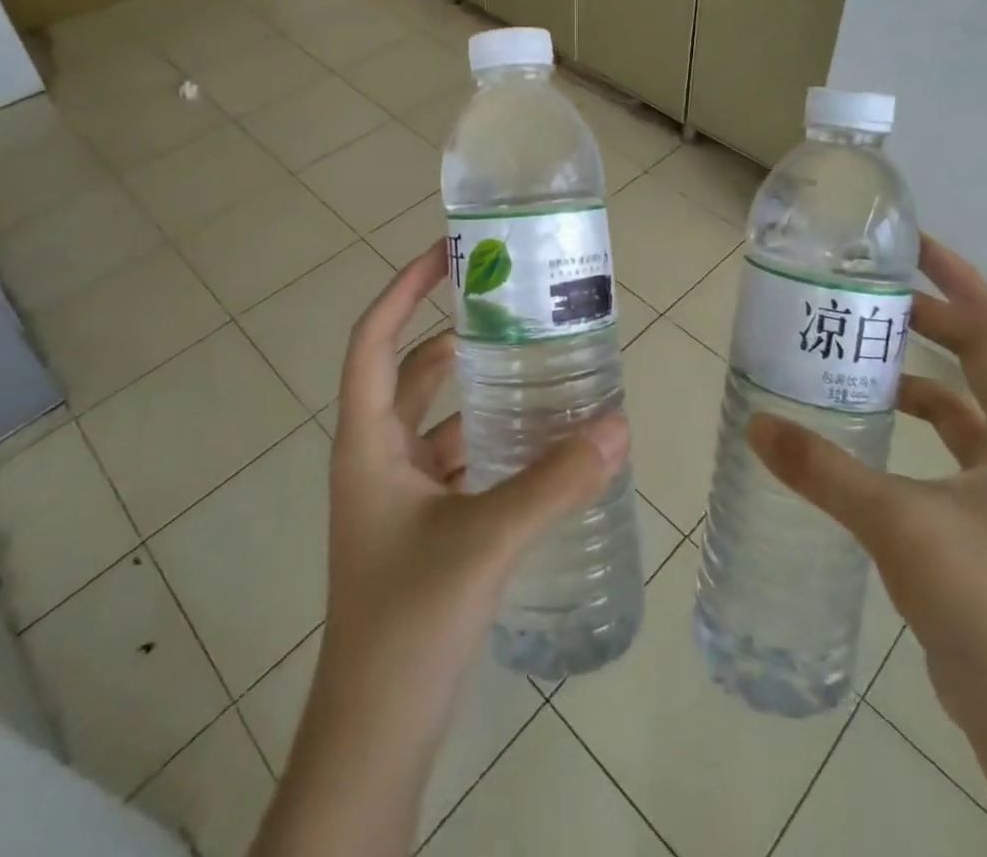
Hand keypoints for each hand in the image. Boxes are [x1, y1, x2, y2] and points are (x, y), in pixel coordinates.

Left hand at [256, 241, 628, 856]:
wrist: (375, 734)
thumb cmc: (409, 621)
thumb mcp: (486, 540)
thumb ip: (555, 480)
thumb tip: (618, 421)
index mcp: (368, 442)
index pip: (375, 339)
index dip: (404, 288)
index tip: (448, 253)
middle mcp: (377, 456)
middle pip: (412, 372)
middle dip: (456, 333)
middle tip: (512, 305)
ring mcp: (397, 494)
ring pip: (439, 419)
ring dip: (480, 390)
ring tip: (537, 362)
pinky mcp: (422, 525)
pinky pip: (457, 460)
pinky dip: (491, 440)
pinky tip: (540, 440)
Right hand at [747, 234, 986, 733]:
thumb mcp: (897, 524)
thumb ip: (823, 470)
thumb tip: (757, 424)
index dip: (957, 281)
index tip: (911, 247)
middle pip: (985, 359)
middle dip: (933, 321)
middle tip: (872, 296)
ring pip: (970, 406)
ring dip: (923, 375)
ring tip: (864, 355)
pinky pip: (960, 447)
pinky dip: (922, 425)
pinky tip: (874, 430)